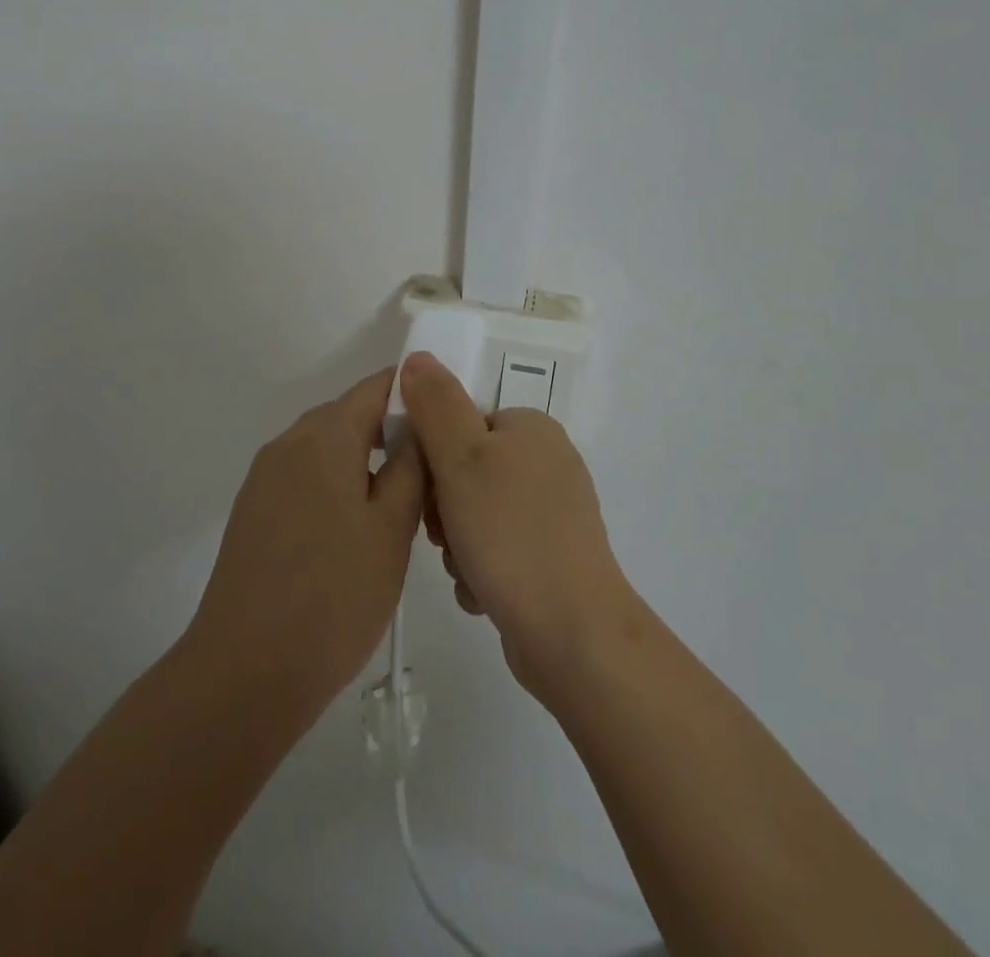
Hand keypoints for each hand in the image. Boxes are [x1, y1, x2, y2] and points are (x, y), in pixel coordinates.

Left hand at [187, 368, 423, 723]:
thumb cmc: (334, 596)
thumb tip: (419, 420)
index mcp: (324, 436)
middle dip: (392, 433)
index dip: (415, 393)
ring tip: (400, 509)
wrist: (245, 672)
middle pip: (349, 415)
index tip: (447, 423)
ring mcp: (264, 478)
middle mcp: (288, 443)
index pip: (376, 386)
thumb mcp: (392, 528)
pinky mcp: (253, 511)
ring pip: (327, 449)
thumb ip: (411, 464)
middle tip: (431, 475)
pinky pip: (304, 478)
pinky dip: (335, 486)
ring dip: (364, 463)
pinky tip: (354, 534)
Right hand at [397, 351, 639, 700]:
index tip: (429, 492)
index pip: (461, 425)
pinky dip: (482, 571)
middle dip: (445, 508)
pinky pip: (497, 552)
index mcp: (531, 428)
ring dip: (458, 545)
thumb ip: (435, 405)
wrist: (572, 632)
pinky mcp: (553, 559)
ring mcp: (554, 514)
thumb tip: (416, 357)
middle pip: (467, 472)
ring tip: (467, 570)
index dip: (434, 458)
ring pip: (476, 516)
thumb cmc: (510, 533)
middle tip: (446, 536)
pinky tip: (484, 593)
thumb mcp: (461, 458)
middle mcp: (548, 463)